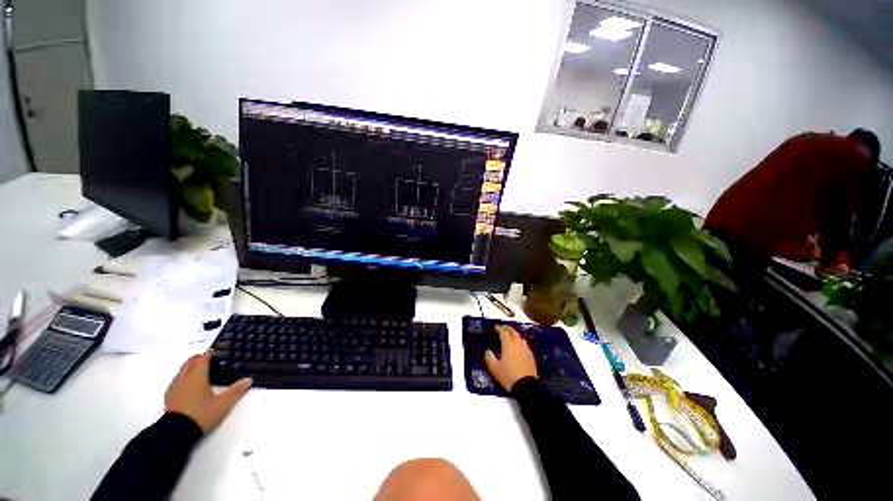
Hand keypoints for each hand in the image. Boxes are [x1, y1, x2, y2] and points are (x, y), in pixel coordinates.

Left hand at [164, 350, 251, 433]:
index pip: (203, 359)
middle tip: (208, 358)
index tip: (215, 350)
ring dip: (190, 367)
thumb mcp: (223, 404)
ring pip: (182, 371)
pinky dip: (184, 377)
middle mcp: (184, 378)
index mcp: (197, 376)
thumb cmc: (201, 414)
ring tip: (199, 370)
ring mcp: (175, 387)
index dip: (209, 353)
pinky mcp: (169, 397)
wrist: (176, 433)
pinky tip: (188, 385)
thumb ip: (236, 391)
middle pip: (190, 362)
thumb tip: (248, 379)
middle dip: (198, 358)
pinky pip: (177, 380)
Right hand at [484, 326, 537, 391]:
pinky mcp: (531, 356)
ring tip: (510, 337)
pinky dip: (520, 343)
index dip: (499, 329)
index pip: (503, 332)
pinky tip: (518, 348)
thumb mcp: (494, 368)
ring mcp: (526, 350)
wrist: (526, 386)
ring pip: (520, 338)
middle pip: (513, 332)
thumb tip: (488, 351)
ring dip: (515, 335)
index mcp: (508, 344)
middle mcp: (518, 344)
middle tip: (503, 328)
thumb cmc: (508, 375)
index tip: (495, 328)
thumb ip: (489, 357)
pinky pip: (525, 345)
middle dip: (507, 328)